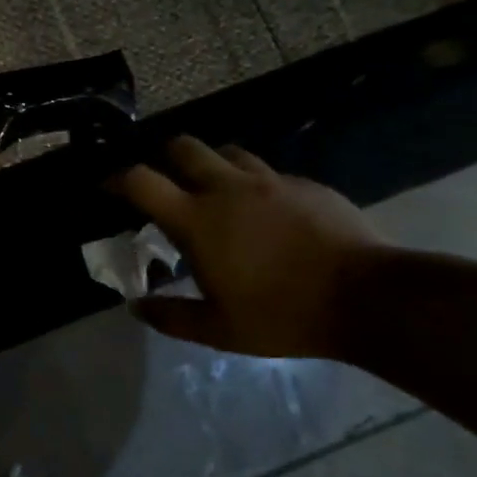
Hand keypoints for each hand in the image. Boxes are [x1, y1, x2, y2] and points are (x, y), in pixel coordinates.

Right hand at [110, 137, 385, 360]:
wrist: (368, 298)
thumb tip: (137, 307)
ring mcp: (269, 181)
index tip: (107, 186)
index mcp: (197, 219)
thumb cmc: (283, 315)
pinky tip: (266, 210)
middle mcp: (227, 188)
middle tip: (166, 182)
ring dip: (211, 163)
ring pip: (227, 150)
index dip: (116, 178)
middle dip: (164, 157)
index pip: (141, 181)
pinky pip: (268, 171)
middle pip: (182, 146)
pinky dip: (254, 183)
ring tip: (215, 190)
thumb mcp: (219, 330)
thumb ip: (172, 317)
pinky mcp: (305, 184)